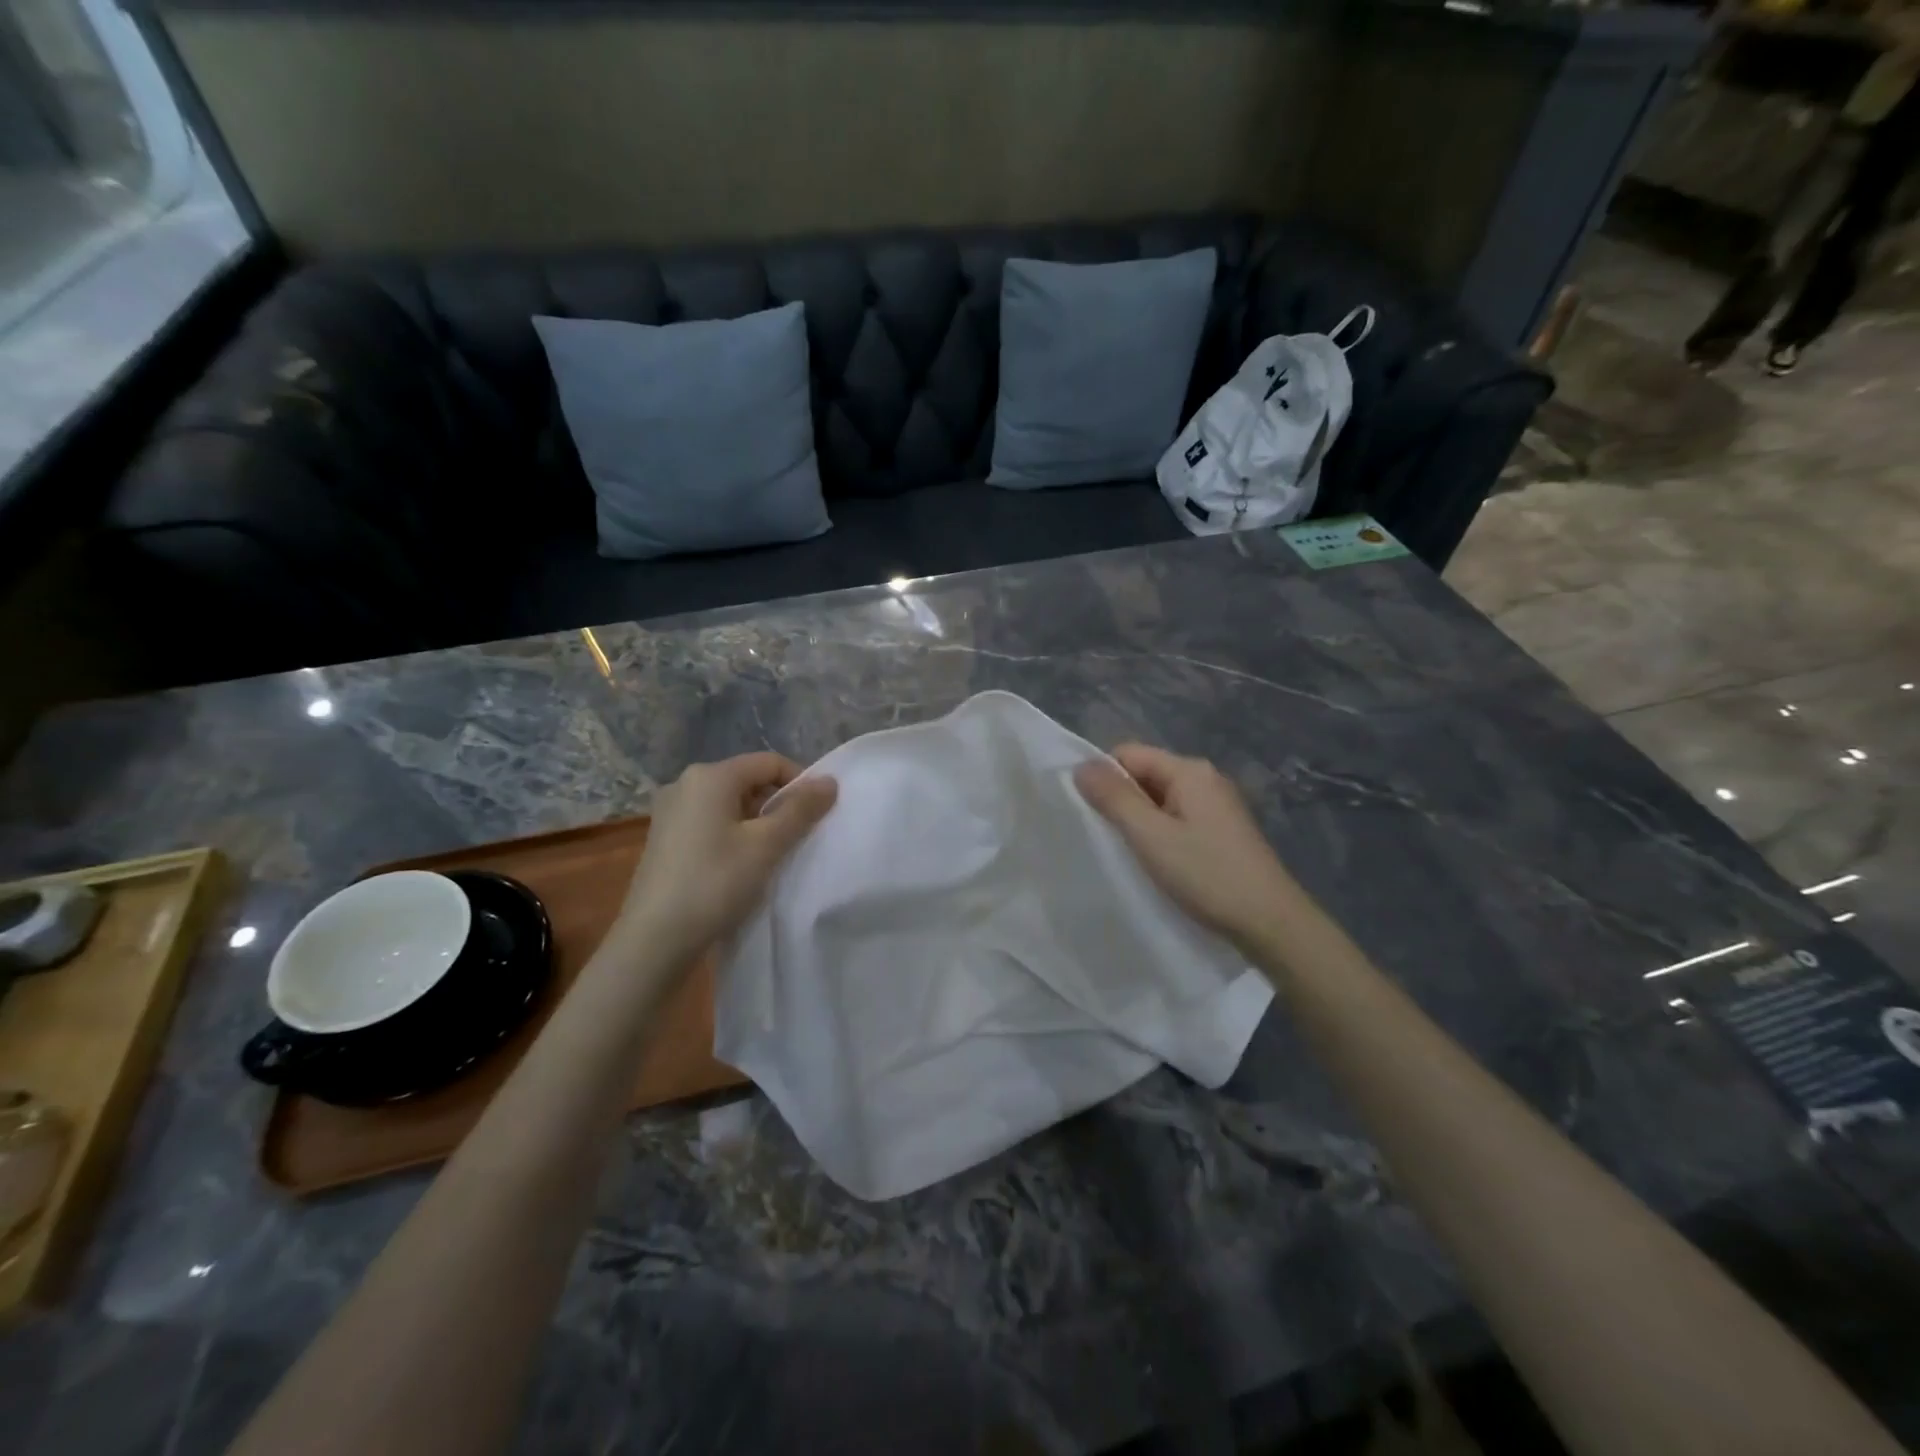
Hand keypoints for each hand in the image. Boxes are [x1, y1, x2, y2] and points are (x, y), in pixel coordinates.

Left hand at [618, 753, 837, 960]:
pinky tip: (739, 865)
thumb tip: (829, 781)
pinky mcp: (664, 837)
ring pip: (729, 803)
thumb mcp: (766, 845)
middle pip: (748, 780)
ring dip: (757, 822)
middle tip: (797, 838)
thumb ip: (800, 809)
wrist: (654, 939)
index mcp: (710, 776)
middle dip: (778, 804)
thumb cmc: (715, 883)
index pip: (769, 763)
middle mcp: (685, 783)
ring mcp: (670, 811)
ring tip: (771, 855)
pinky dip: (733, 834)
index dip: (800, 783)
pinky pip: (710, 821)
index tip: (816, 816)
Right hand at [1074, 744, 1301, 949]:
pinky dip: (1160, 833)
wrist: (1271, 922)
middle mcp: (1205, 778)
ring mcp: (1217, 805)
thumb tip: (1081, 766)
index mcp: (1189, 770)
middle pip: (1145, 774)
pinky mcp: (1222, 830)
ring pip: (1160, 799)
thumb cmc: (1207, 874)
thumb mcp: (1151, 836)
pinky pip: (1177, 818)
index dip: (1104, 777)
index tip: (1091, 814)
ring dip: (1140, 820)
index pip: (1128, 754)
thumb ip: (1114, 798)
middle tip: (1107, 837)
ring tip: (1130, 852)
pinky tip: (1158, 861)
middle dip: (1121, 799)